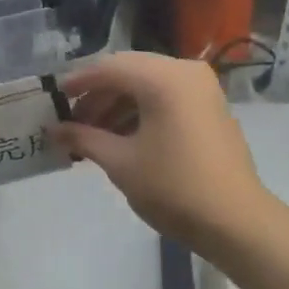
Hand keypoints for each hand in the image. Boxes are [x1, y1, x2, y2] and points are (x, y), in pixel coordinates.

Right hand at [57, 52, 271, 257]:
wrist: (235, 220)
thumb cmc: (173, 187)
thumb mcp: (120, 162)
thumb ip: (84, 138)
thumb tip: (53, 130)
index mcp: (163, 78)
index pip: (109, 67)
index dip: (78, 82)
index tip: (54, 98)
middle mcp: (185, 72)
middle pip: (130, 71)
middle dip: (98, 94)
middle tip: (72, 121)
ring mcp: (202, 88)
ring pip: (148, 84)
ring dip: (118, 104)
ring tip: (93, 135)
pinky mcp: (210, 107)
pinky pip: (167, 97)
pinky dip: (142, 111)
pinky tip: (122, 137)